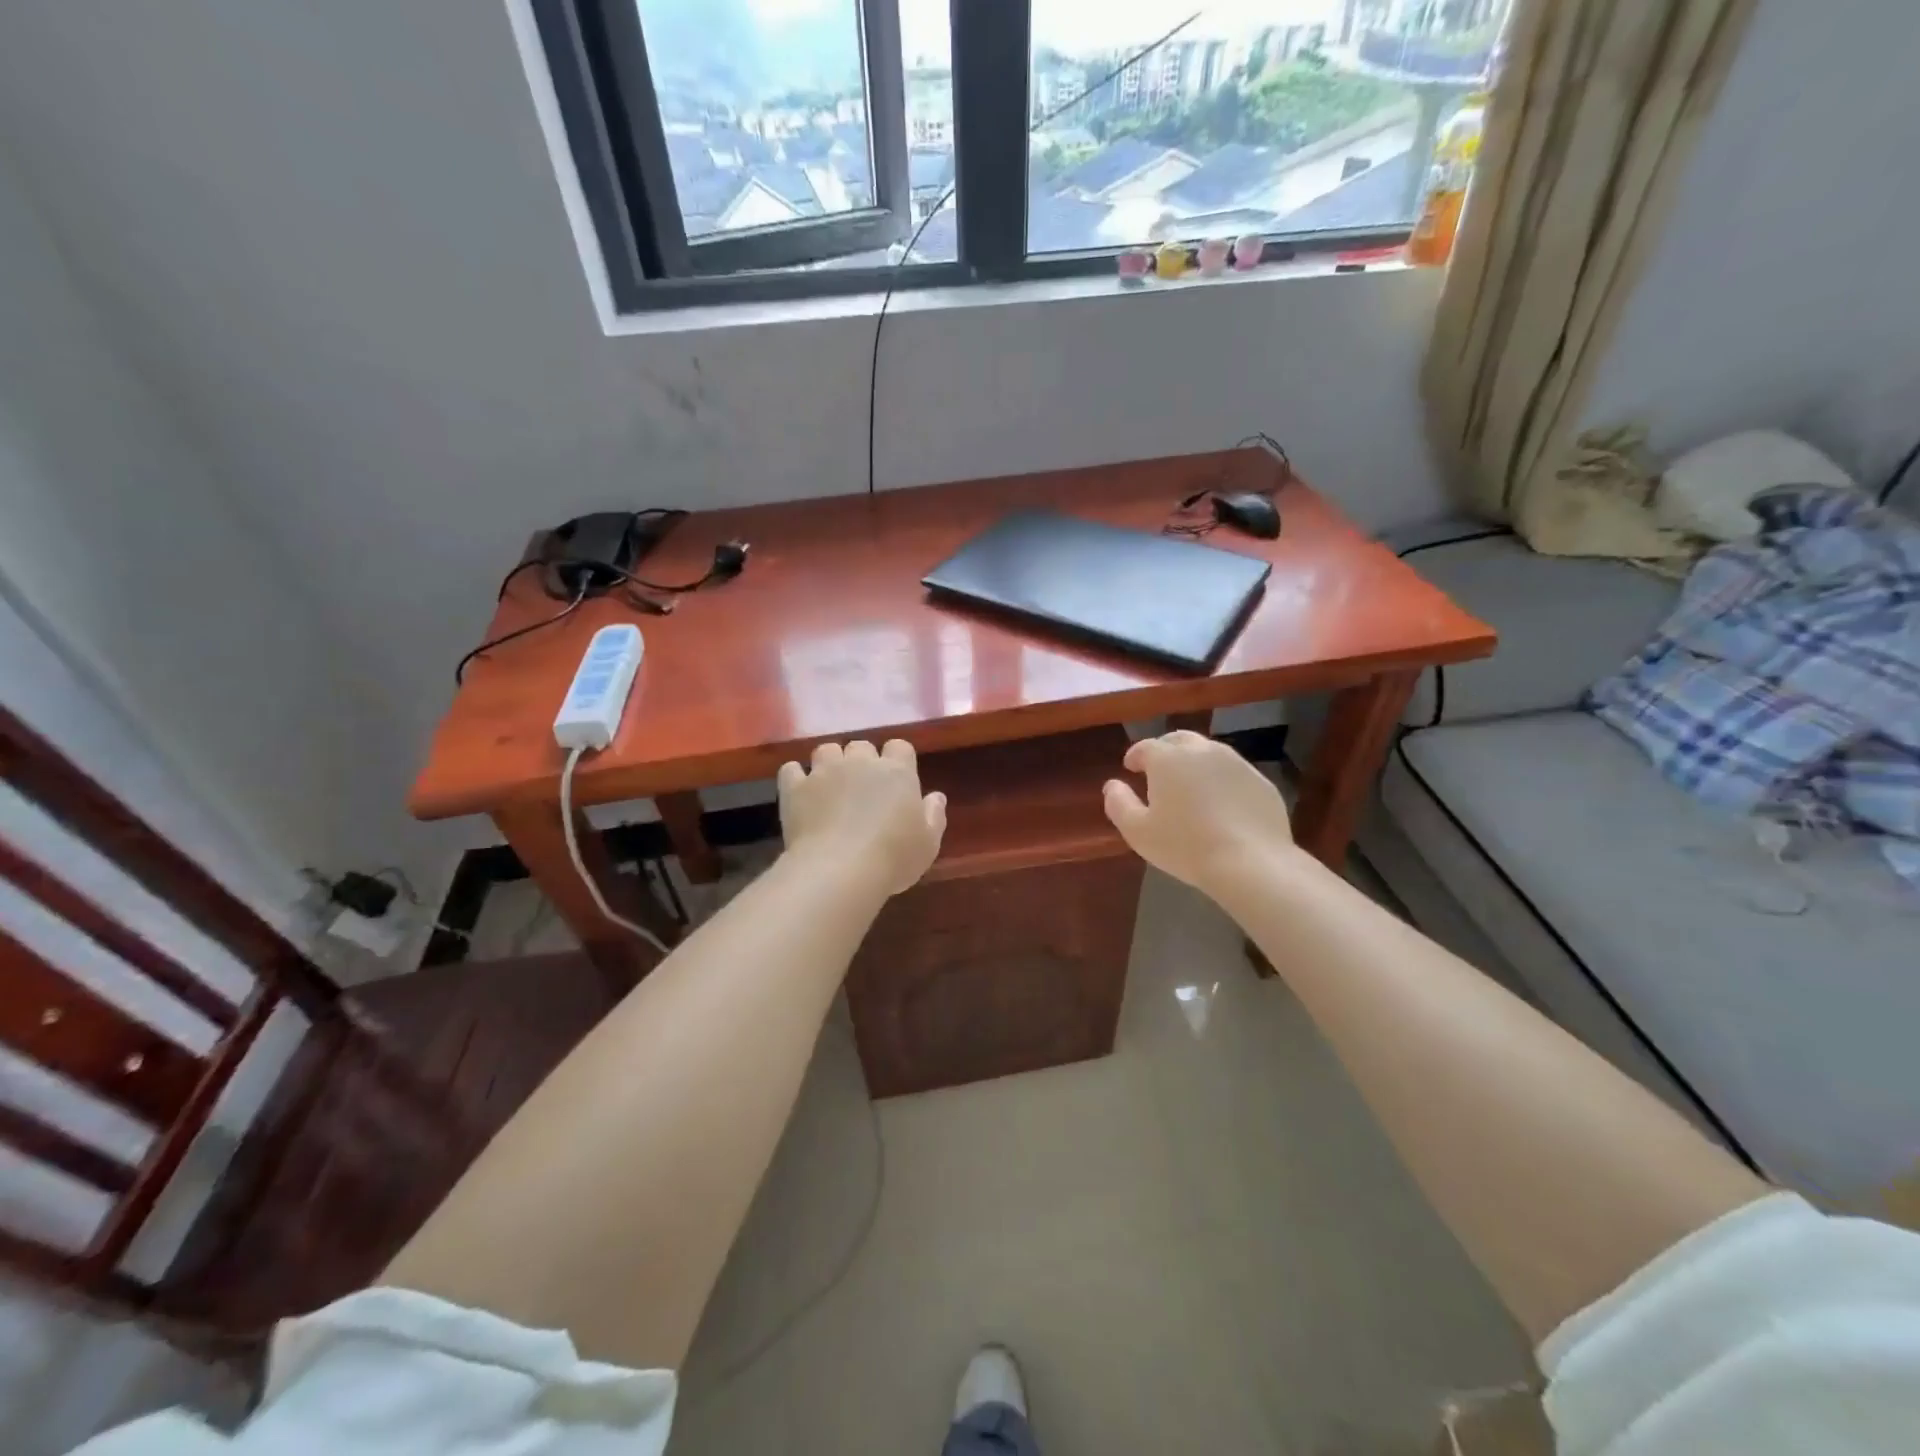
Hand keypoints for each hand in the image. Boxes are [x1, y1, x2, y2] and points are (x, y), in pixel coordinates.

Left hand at [778, 740, 946, 895]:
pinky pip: (791, 769)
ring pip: (826, 750)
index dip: (897, 759)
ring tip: (830, 786)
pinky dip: (796, 777)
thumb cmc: (894, 857)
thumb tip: (936, 796)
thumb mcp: (928, 843)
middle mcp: (860, 762)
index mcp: (897, 772)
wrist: (840, 869)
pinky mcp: (795, 787)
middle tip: (862, 787)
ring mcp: (824, 771)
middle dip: (861, 760)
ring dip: (829, 762)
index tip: (896, 779)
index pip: (900, 746)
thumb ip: (934, 815)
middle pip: (861, 745)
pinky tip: (800, 792)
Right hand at [1102, 731, 1295, 894]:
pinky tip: (1220, 804)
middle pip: (1179, 740)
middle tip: (1159, 770)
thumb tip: (1112, 786)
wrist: (1250, 862)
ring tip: (1190, 786)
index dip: (1135, 756)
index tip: (1130, 767)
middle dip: (1166, 750)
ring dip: (1195, 763)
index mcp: (1168, 759)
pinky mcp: (1261, 781)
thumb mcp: (1138, 831)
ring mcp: (1236, 763)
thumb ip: (1119, 804)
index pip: (1146, 747)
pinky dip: (1221, 781)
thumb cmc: (1185, 846)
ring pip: (1209, 753)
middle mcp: (1202, 751)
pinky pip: (1233, 774)